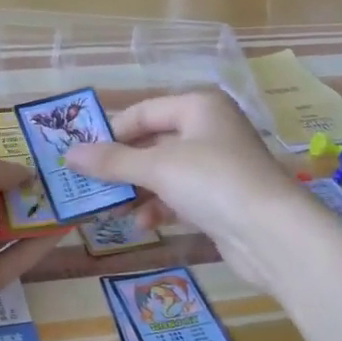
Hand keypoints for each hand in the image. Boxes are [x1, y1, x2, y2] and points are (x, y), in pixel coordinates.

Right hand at [64, 90, 312, 291]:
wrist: (272, 233)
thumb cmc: (213, 182)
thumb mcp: (157, 167)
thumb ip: (112, 161)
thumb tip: (68, 154)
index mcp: (199, 106)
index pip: (142, 112)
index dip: (111, 133)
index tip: (81, 157)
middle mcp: (210, 129)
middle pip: (153, 143)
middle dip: (123, 167)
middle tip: (90, 186)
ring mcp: (218, 165)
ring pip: (165, 172)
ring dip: (138, 191)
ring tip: (111, 210)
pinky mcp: (222, 198)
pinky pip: (180, 195)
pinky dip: (160, 207)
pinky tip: (142, 224)